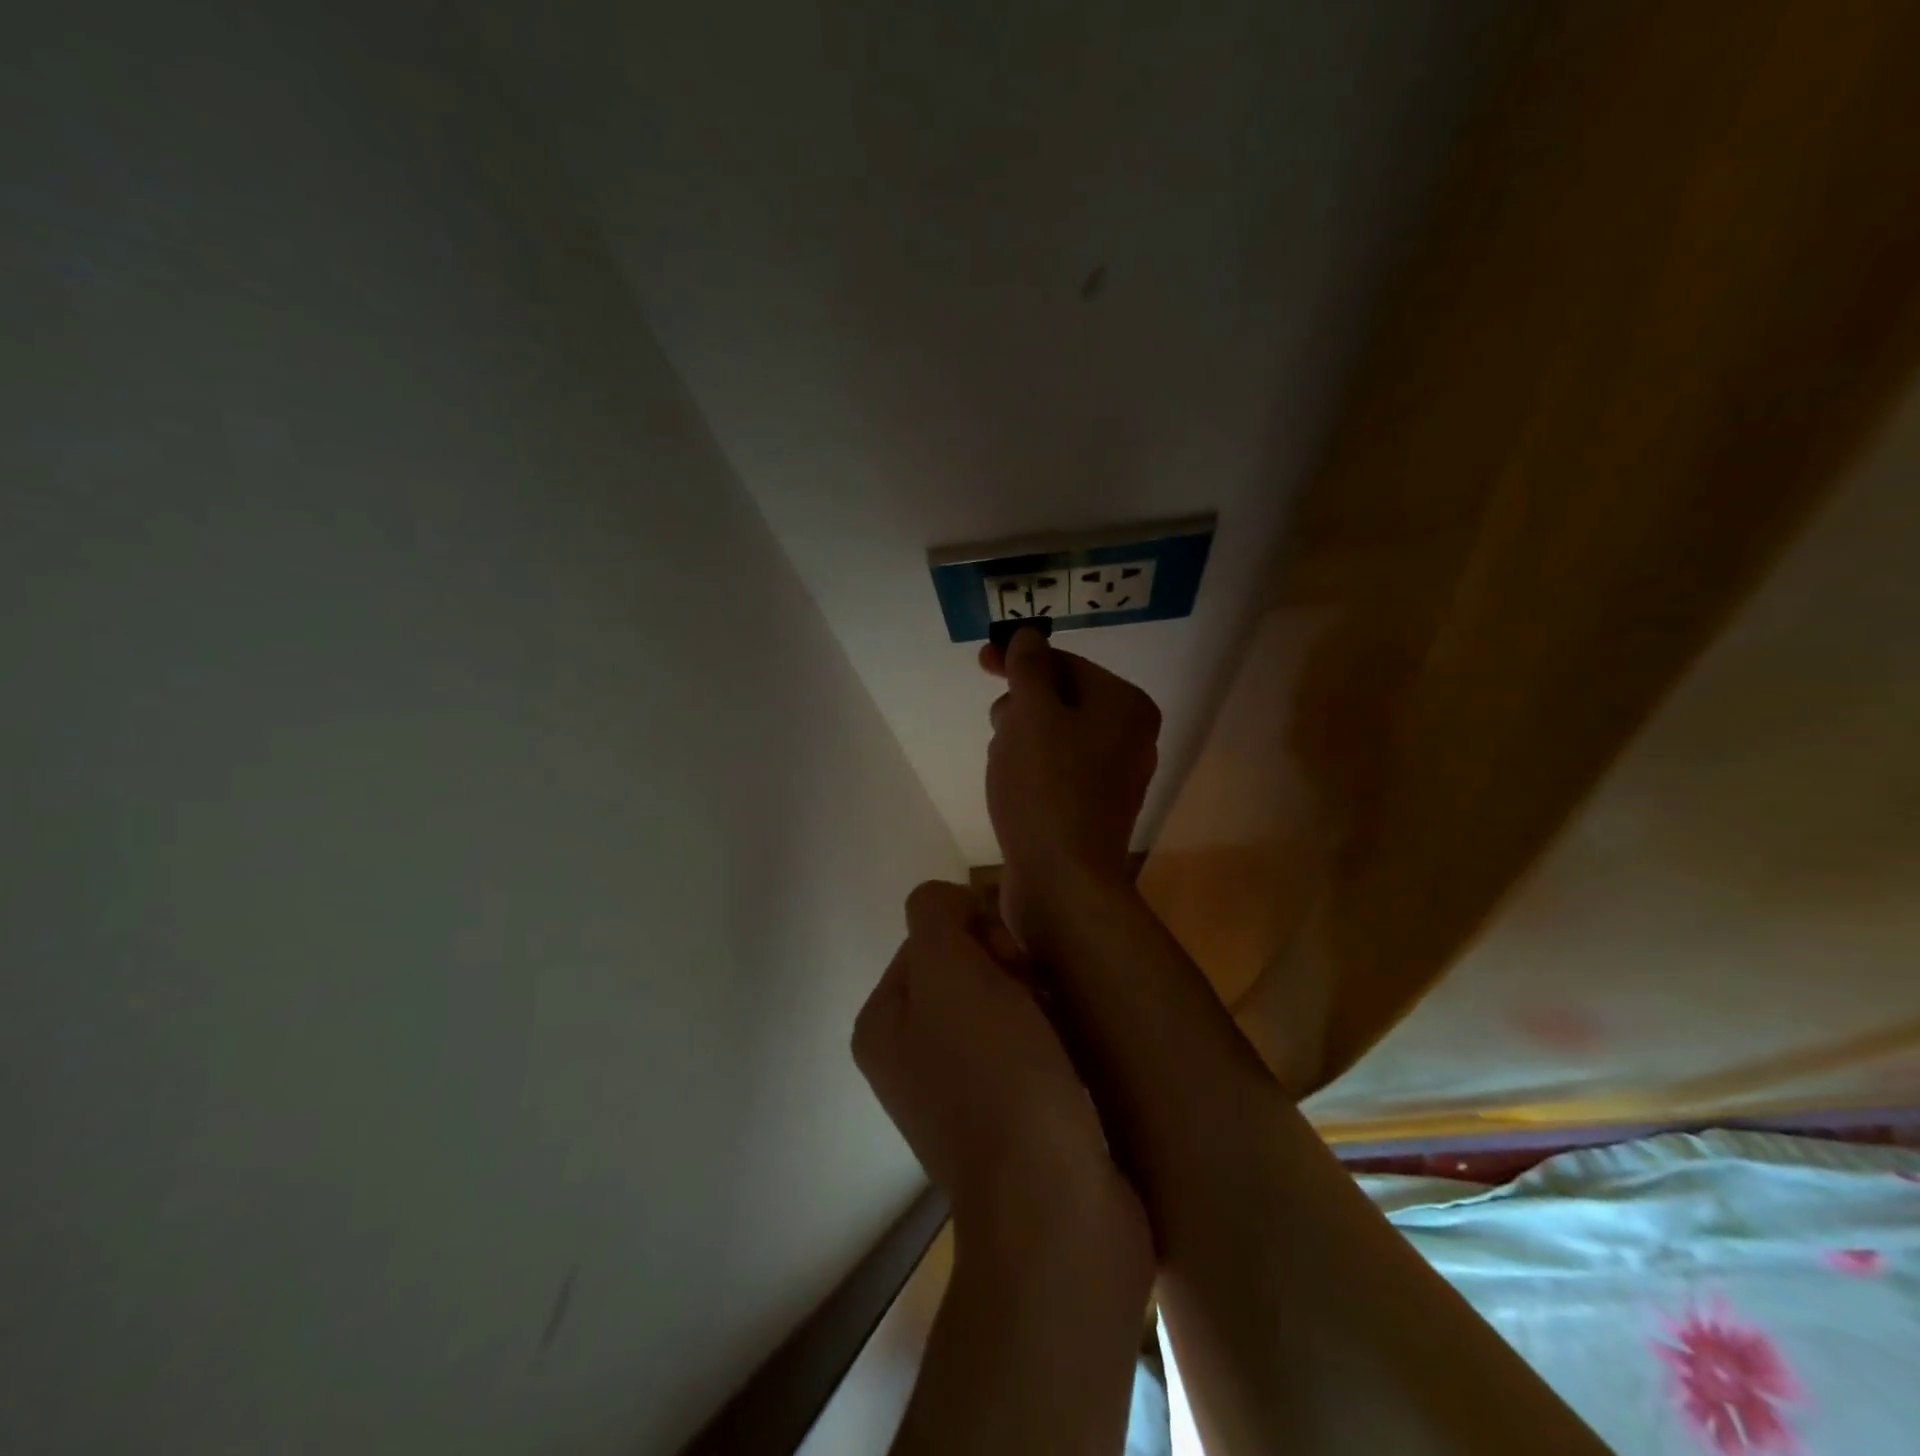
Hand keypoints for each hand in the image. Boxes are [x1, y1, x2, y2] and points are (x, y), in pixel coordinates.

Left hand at [853, 881, 1149, 1272]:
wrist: (1054, 1205)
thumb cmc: (996, 1074)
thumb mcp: (949, 969)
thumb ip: (936, 913)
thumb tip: (954, 908)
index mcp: (882, 1022)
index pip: (931, 933)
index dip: (976, 931)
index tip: (1008, 965)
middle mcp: (908, 1056)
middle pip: (966, 968)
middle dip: (1008, 970)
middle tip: (1034, 998)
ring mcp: (955, 1091)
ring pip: (1001, 1003)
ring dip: (1034, 1002)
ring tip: (1057, 1032)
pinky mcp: (1005, 1118)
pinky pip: (1025, 1046)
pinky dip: (1048, 1039)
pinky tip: (1067, 1057)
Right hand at [981, 627, 1160, 944]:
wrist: (1063, 883)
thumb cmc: (1046, 787)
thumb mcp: (1031, 713)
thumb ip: (1029, 667)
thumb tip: (1029, 634)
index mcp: (1125, 705)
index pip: (1067, 663)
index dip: (1021, 659)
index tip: (981, 661)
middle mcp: (1130, 736)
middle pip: (1062, 699)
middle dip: (1021, 706)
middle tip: (998, 727)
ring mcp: (1115, 776)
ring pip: (1055, 736)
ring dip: (1021, 740)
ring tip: (1002, 766)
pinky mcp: (1094, 809)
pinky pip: (1057, 771)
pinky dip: (1031, 770)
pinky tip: (1011, 790)